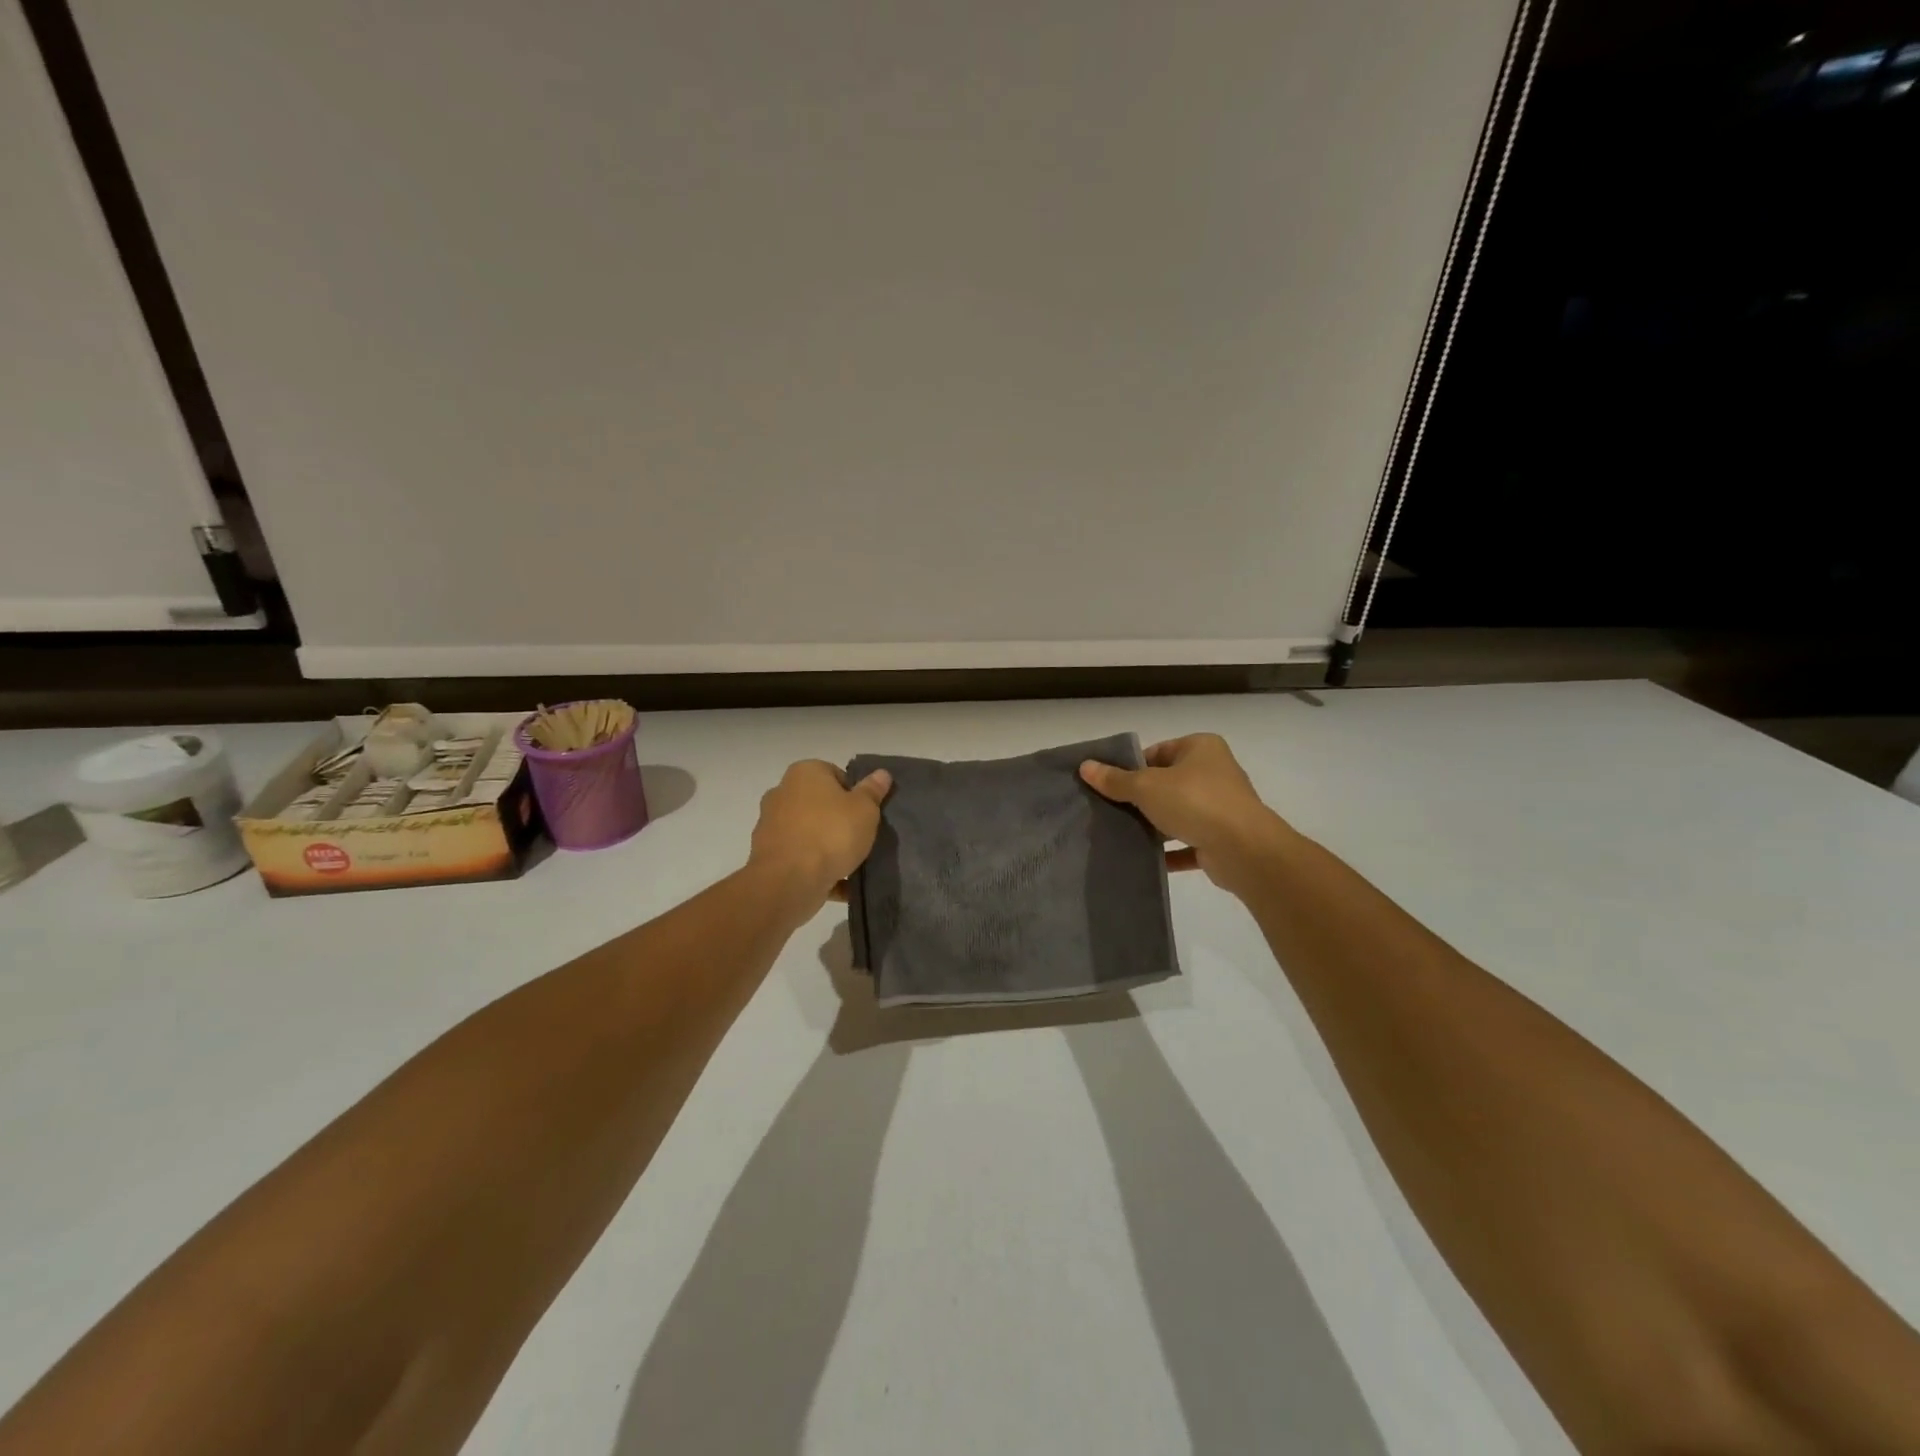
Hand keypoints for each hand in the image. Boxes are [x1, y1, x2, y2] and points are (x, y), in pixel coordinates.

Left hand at [749, 760, 891, 911]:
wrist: (789, 880)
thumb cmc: (831, 833)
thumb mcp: (864, 809)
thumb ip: (872, 791)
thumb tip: (882, 773)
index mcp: (805, 772)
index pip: (836, 775)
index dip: (855, 794)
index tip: (866, 814)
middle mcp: (782, 792)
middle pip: (820, 804)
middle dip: (839, 820)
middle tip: (861, 837)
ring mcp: (771, 825)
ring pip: (809, 833)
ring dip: (827, 846)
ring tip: (852, 864)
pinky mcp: (769, 855)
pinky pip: (800, 858)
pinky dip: (817, 869)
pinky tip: (840, 884)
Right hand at [1080, 734, 1290, 895]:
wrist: (1244, 849)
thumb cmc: (1195, 802)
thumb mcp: (1147, 786)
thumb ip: (1115, 779)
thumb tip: (1085, 766)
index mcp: (1201, 748)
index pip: (1158, 751)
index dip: (1132, 766)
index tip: (1110, 784)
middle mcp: (1215, 773)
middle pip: (1167, 782)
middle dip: (1141, 798)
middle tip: (1110, 810)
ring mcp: (1221, 807)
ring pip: (1178, 813)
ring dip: (1154, 825)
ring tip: (1122, 834)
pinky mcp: (1222, 839)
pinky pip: (1188, 843)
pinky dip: (1169, 851)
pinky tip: (1145, 858)